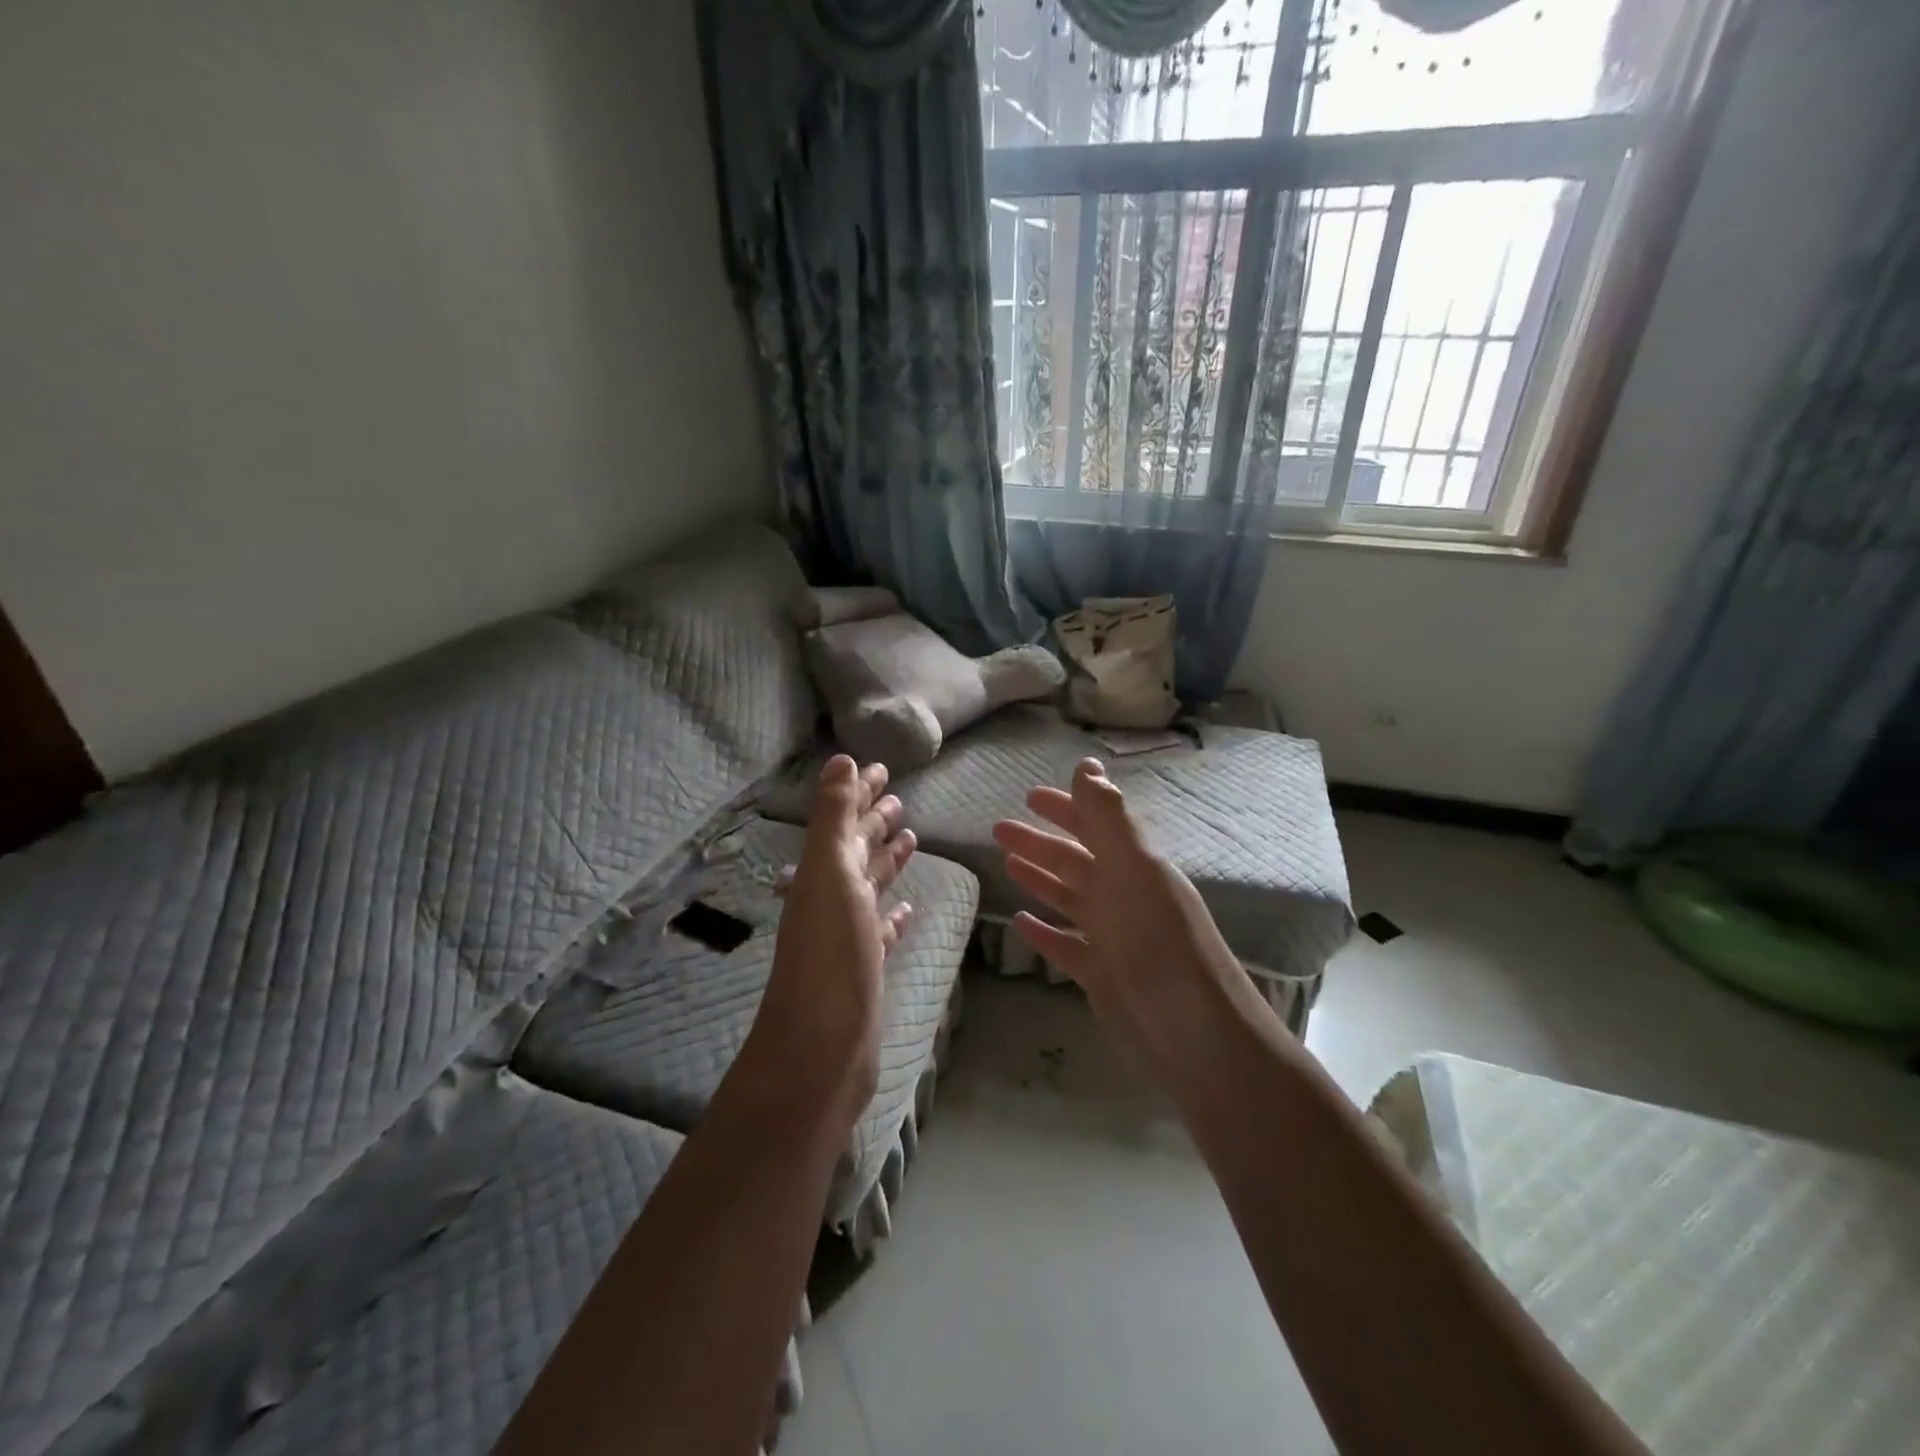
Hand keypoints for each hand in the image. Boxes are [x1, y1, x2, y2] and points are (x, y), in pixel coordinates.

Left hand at [751, 756, 915, 1122]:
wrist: (822, 1046)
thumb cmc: (829, 952)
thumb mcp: (830, 872)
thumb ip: (833, 817)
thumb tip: (839, 760)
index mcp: (821, 872)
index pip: (844, 819)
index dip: (859, 792)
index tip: (881, 768)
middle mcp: (831, 898)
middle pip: (856, 850)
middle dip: (874, 821)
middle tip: (899, 798)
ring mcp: (847, 935)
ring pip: (869, 886)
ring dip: (886, 861)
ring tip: (910, 838)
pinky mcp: (865, 968)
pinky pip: (881, 930)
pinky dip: (893, 914)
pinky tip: (908, 909)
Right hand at [992, 758, 1255, 1067]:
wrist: (1196, 1036)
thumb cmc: (1162, 945)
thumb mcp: (1134, 871)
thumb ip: (1108, 819)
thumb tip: (1086, 764)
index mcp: (1134, 867)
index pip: (1094, 825)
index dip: (1065, 807)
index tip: (1028, 796)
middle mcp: (1123, 896)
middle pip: (1074, 860)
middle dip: (1040, 842)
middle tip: (999, 829)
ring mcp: (1113, 937)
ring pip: (1068, 898)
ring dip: (1039, 879)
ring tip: (1006, 864)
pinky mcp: (1102, 976)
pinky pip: (1066, 945)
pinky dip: (1044, 932)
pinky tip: (1019, 923)